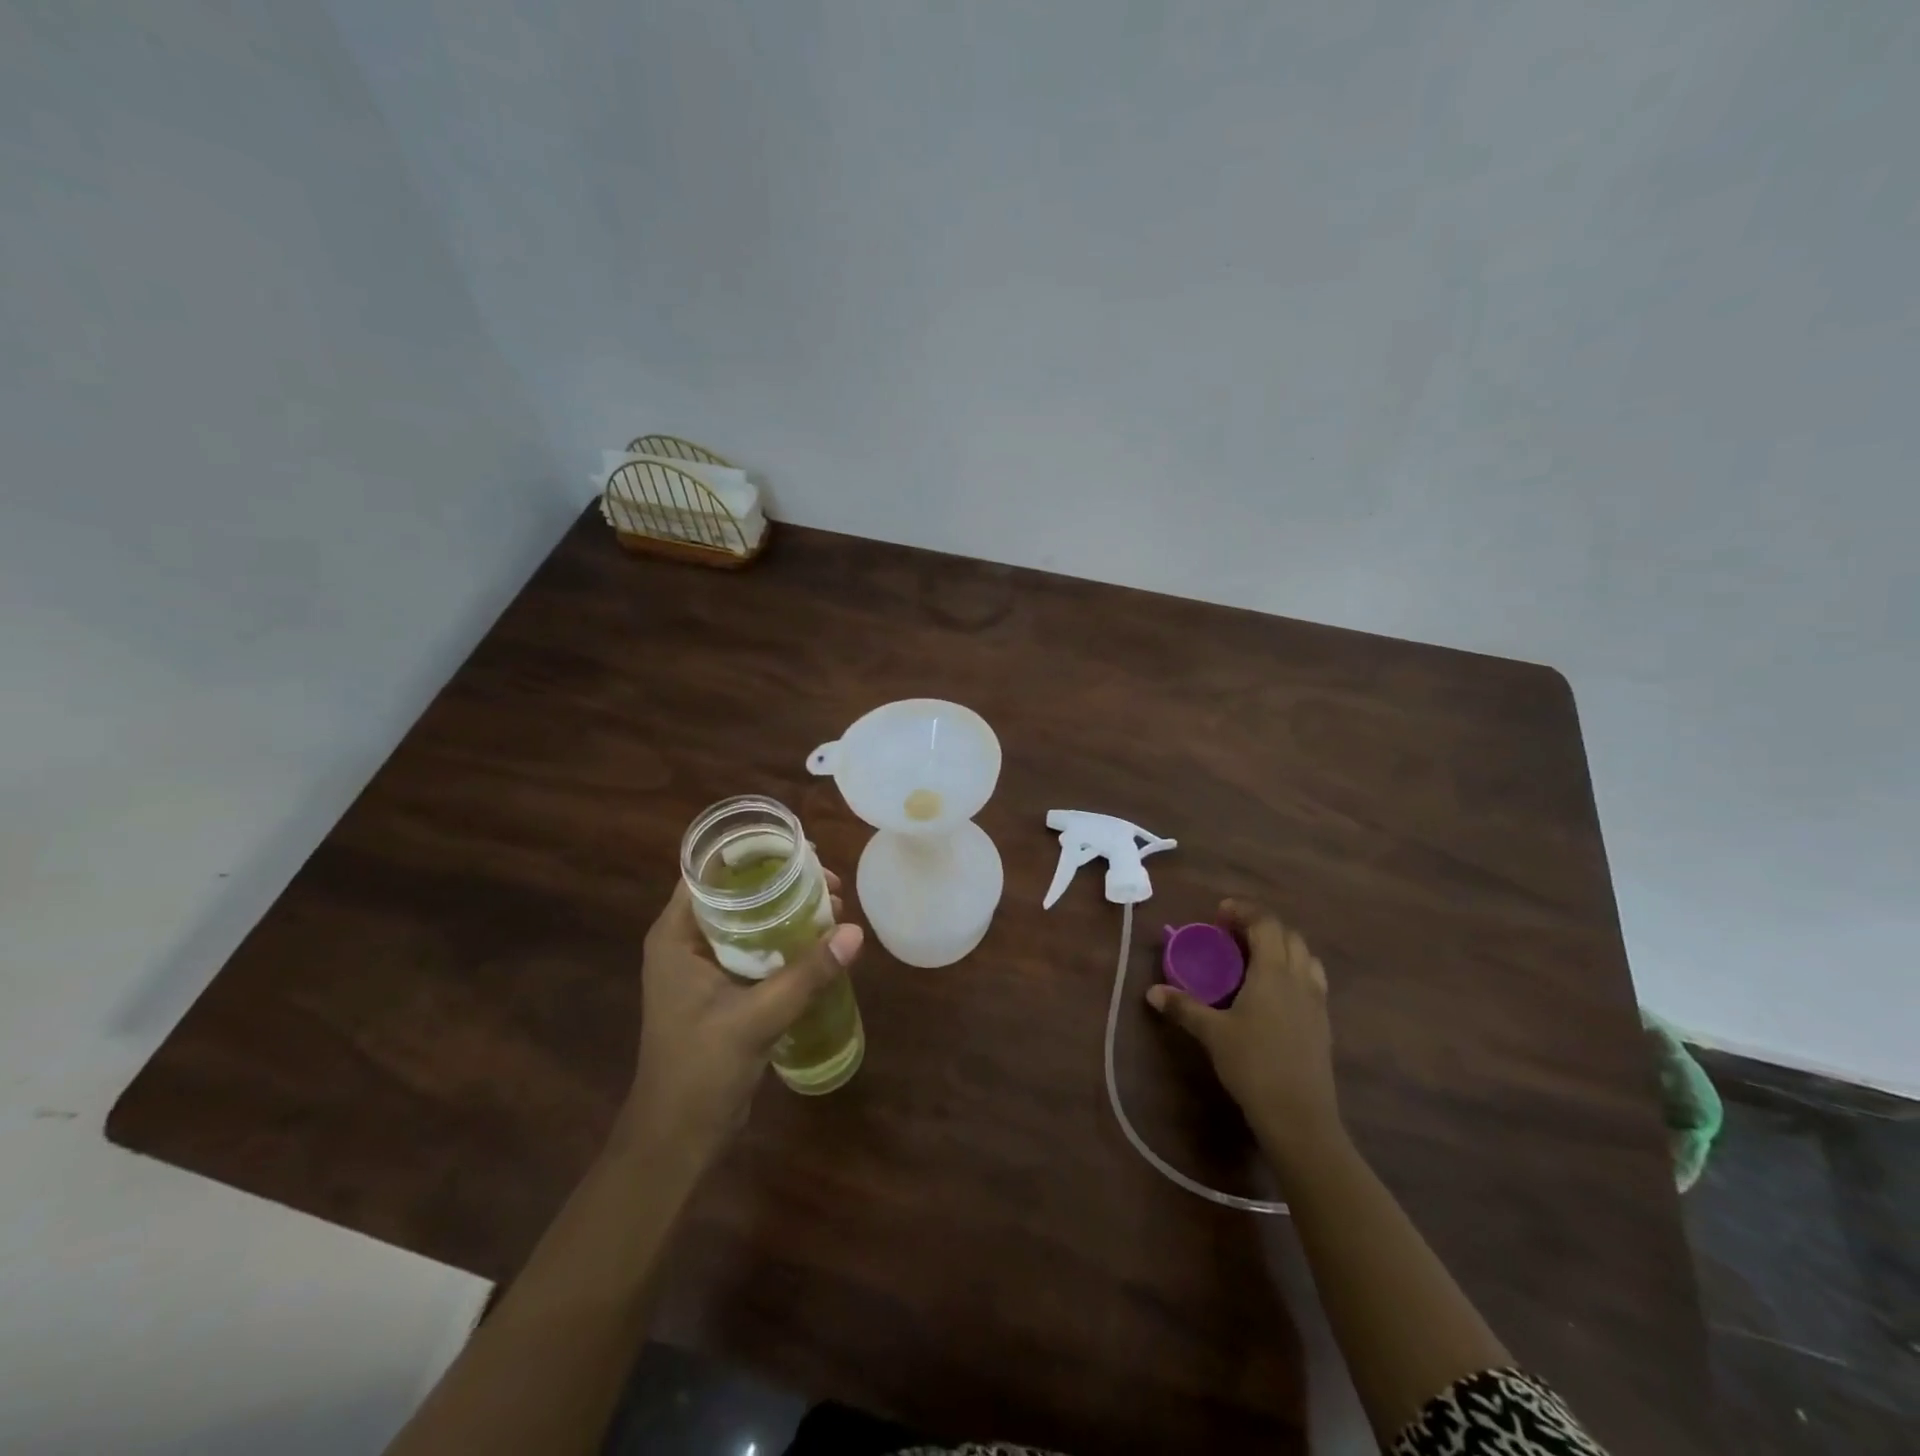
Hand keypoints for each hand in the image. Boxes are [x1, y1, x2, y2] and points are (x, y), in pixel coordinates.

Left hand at [620, 873, 863, 1165]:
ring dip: (788, 912)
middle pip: (735, 893)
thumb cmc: (699, 1071)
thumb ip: (805, 975)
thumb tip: (855, 933)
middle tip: (829, 882)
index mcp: (676, 937)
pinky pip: (756, 950)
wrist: (676, 1138)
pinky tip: (821, 942)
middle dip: (782, 883)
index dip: (752, 853)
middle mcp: (687, 943)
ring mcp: (703, 967)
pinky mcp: (722, 990)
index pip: (708, 873)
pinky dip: (786, 940)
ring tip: (834, 908)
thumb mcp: (755, 1018)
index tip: (799, 848)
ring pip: (749, 921)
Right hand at [1146, 899, 1340, 1163]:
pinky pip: (1312, 980)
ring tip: (1255, 957)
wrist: (1300, 1116)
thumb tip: (1152, 992)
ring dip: (1282, 946)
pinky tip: (1274, 991)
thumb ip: (1184, 1007)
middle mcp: (1300, 979)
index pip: (1266, 924)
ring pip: (1306, 956)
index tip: (1220, 912)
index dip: (1244, 911)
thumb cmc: (1253, 1065)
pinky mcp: (1323, 1023)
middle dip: (1262, 925)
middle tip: (1233, 933)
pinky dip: (1294, 970)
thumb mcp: (1212, 1034)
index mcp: (1274, 972)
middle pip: (1289, 935)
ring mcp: (1317, 1001)